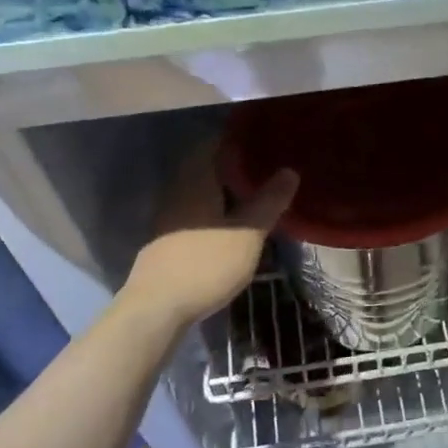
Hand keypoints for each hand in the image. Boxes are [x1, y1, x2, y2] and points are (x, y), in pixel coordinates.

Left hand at [123, 143, 297, 329]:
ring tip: (253, 194)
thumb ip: (269, 202)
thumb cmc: (206, 264)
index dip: (236, 139)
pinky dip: (213, 210)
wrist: (157, 308)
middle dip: (232, 165)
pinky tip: (230, 223)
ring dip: (223, 190)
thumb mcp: (248, 234)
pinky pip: (193, 212)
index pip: (212, 144)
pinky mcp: (167, 240)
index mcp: (196, 182)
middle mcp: (177, 192)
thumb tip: (289, 171)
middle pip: (204, 167)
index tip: (262, 139)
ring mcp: (168, 217)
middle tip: (264, 167)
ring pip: (198, 191)